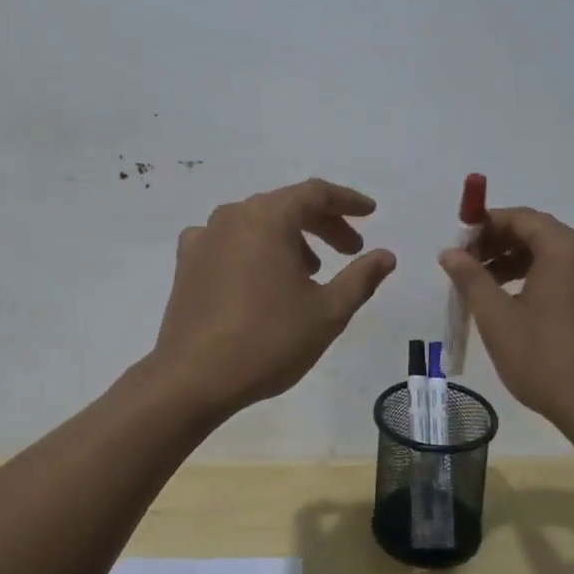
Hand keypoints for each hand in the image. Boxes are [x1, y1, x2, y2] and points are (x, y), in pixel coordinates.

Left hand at [150, 178, 395, 412]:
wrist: (192, 379)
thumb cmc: (267, 341)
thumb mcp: (327, 312)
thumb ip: (361, 278)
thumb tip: (386, 255)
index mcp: (266, 218)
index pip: (314, 193)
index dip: (347, 201)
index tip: (370, 212)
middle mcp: (232, 216)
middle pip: (286, 205)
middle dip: (322, 224)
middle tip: (350, 250)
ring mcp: (204, 237)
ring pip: (257, 223)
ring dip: (289, 238)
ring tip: (311, 271)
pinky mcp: (187, 263)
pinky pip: (229, 241)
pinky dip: (254, 249)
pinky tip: (261, 276)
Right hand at [439, 207, 573, 433]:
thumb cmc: (545, 357)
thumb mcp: (496, 316)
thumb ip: (470, 277)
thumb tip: (450, 252)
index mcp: (564, 249)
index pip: (520, 217)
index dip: (484, 225)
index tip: (457, 245)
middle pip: (536, 232)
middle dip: (497, 243)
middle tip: (465, 266)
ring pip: (549, 254)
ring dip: (512, 261)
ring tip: (482, 286)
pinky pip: (563, 274)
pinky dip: (533, 276)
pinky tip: (511, 303)